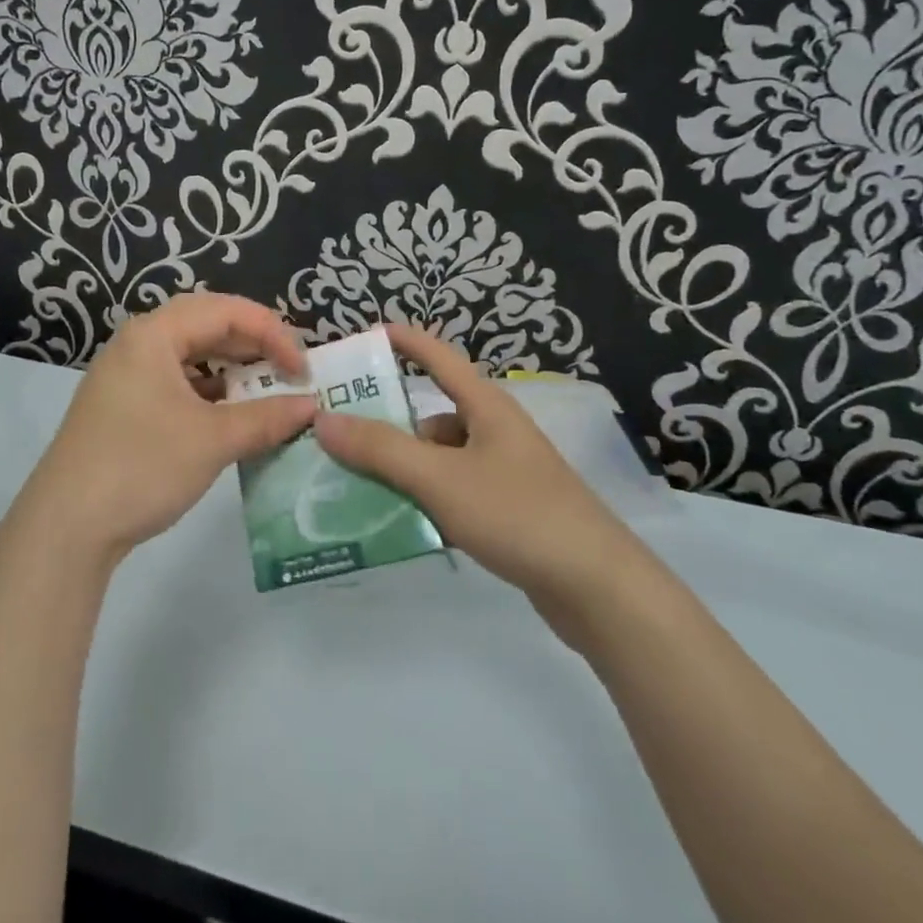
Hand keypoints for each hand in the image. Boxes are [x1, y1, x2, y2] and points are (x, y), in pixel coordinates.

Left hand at [20, 292, 316, 561]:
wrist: (65, 527)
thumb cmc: (142, 468)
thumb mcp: (213, 440)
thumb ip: (267, 418)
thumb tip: (311, 405)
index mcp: (154, 334)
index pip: (226, 311)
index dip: (272, 333)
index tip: (302, 370)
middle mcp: (136, 344)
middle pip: (206, 325)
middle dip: (252, 345)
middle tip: (286, 372)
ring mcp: (124, 375)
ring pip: (189, 355)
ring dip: (230, 369)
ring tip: (262, 392)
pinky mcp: (121, 406)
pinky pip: (174, 382)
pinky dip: (207, 393)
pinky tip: (226, 416)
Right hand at [313, 325, 635, 612]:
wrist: (598, 589)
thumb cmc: (518, 514)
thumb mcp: (440, 478)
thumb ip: (381, 449)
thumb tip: (324, 419)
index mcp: (486, 408)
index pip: (439, 357)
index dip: (405, 341)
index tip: (366, 334)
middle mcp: (495, 432)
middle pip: (431, 417)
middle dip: (386, 425)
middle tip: (337, 436)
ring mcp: (504, 474)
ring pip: (439, 460)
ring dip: (402, 470)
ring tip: (354, 487)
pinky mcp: (508, 512)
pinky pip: (452, 493)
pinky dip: (425, 501)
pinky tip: (398, 524)